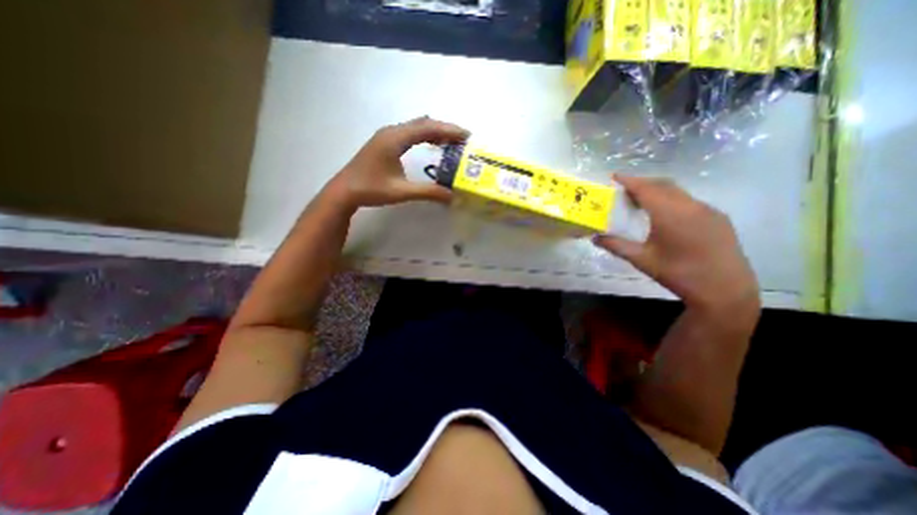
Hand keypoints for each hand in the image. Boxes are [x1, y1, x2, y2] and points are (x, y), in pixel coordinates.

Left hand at [326, 116, 467, 207]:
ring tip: (452, 142)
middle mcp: (392, 132)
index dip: (449, 130)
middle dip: (445, 129)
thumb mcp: (402, 192)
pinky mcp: (385, 142)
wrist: (344, 190)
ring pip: (416, 127)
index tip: (466, 135)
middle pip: (424, 123)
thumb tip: (452, 196)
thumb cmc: (371, 189)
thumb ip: (428, 192)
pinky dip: (425, 136)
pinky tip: (432, 146)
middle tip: (463, 139)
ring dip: (435, 132)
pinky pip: (410, 133)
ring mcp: (387, 135)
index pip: (428, 128)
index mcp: (395, 139)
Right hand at [596, 175, 759, 312]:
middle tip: (624, 189)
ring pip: (678, 191)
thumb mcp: (642, 260)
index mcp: (670, 214)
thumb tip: (595, 238)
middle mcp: (691, 205)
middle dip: (642, 183)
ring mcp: (708, 210)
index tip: (614, 176)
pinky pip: (689, 200)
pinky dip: (671, 199)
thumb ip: (616, 246)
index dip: (629, 180)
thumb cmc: (678, 274)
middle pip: (663, 185)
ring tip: (641, 201)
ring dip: (657, 191)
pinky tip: (664, 214)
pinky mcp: (718, 218)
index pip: (646, 188)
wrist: (725, 290)